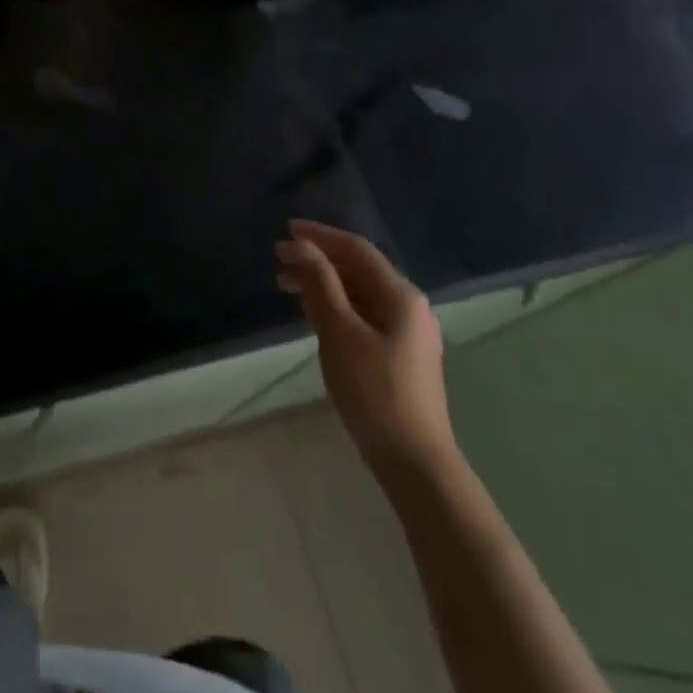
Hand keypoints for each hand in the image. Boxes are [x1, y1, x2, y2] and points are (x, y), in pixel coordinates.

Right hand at [276, 220, 457, 484]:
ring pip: (359, 293)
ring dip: (324, 283)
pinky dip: (335, 305)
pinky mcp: (399, 354)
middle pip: (359, 269)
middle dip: (318, 260)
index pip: (357, 250)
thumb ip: (321, 284)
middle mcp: (409, 306)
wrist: (414, 461)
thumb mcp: (340, 332)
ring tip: (286, 285)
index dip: (320, 236)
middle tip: (278, 260)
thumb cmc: (374, 392)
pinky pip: (363, 314)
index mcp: (401, 295)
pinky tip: (313, 313)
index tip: (285, 231)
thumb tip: (300, 246)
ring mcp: (407, 332)